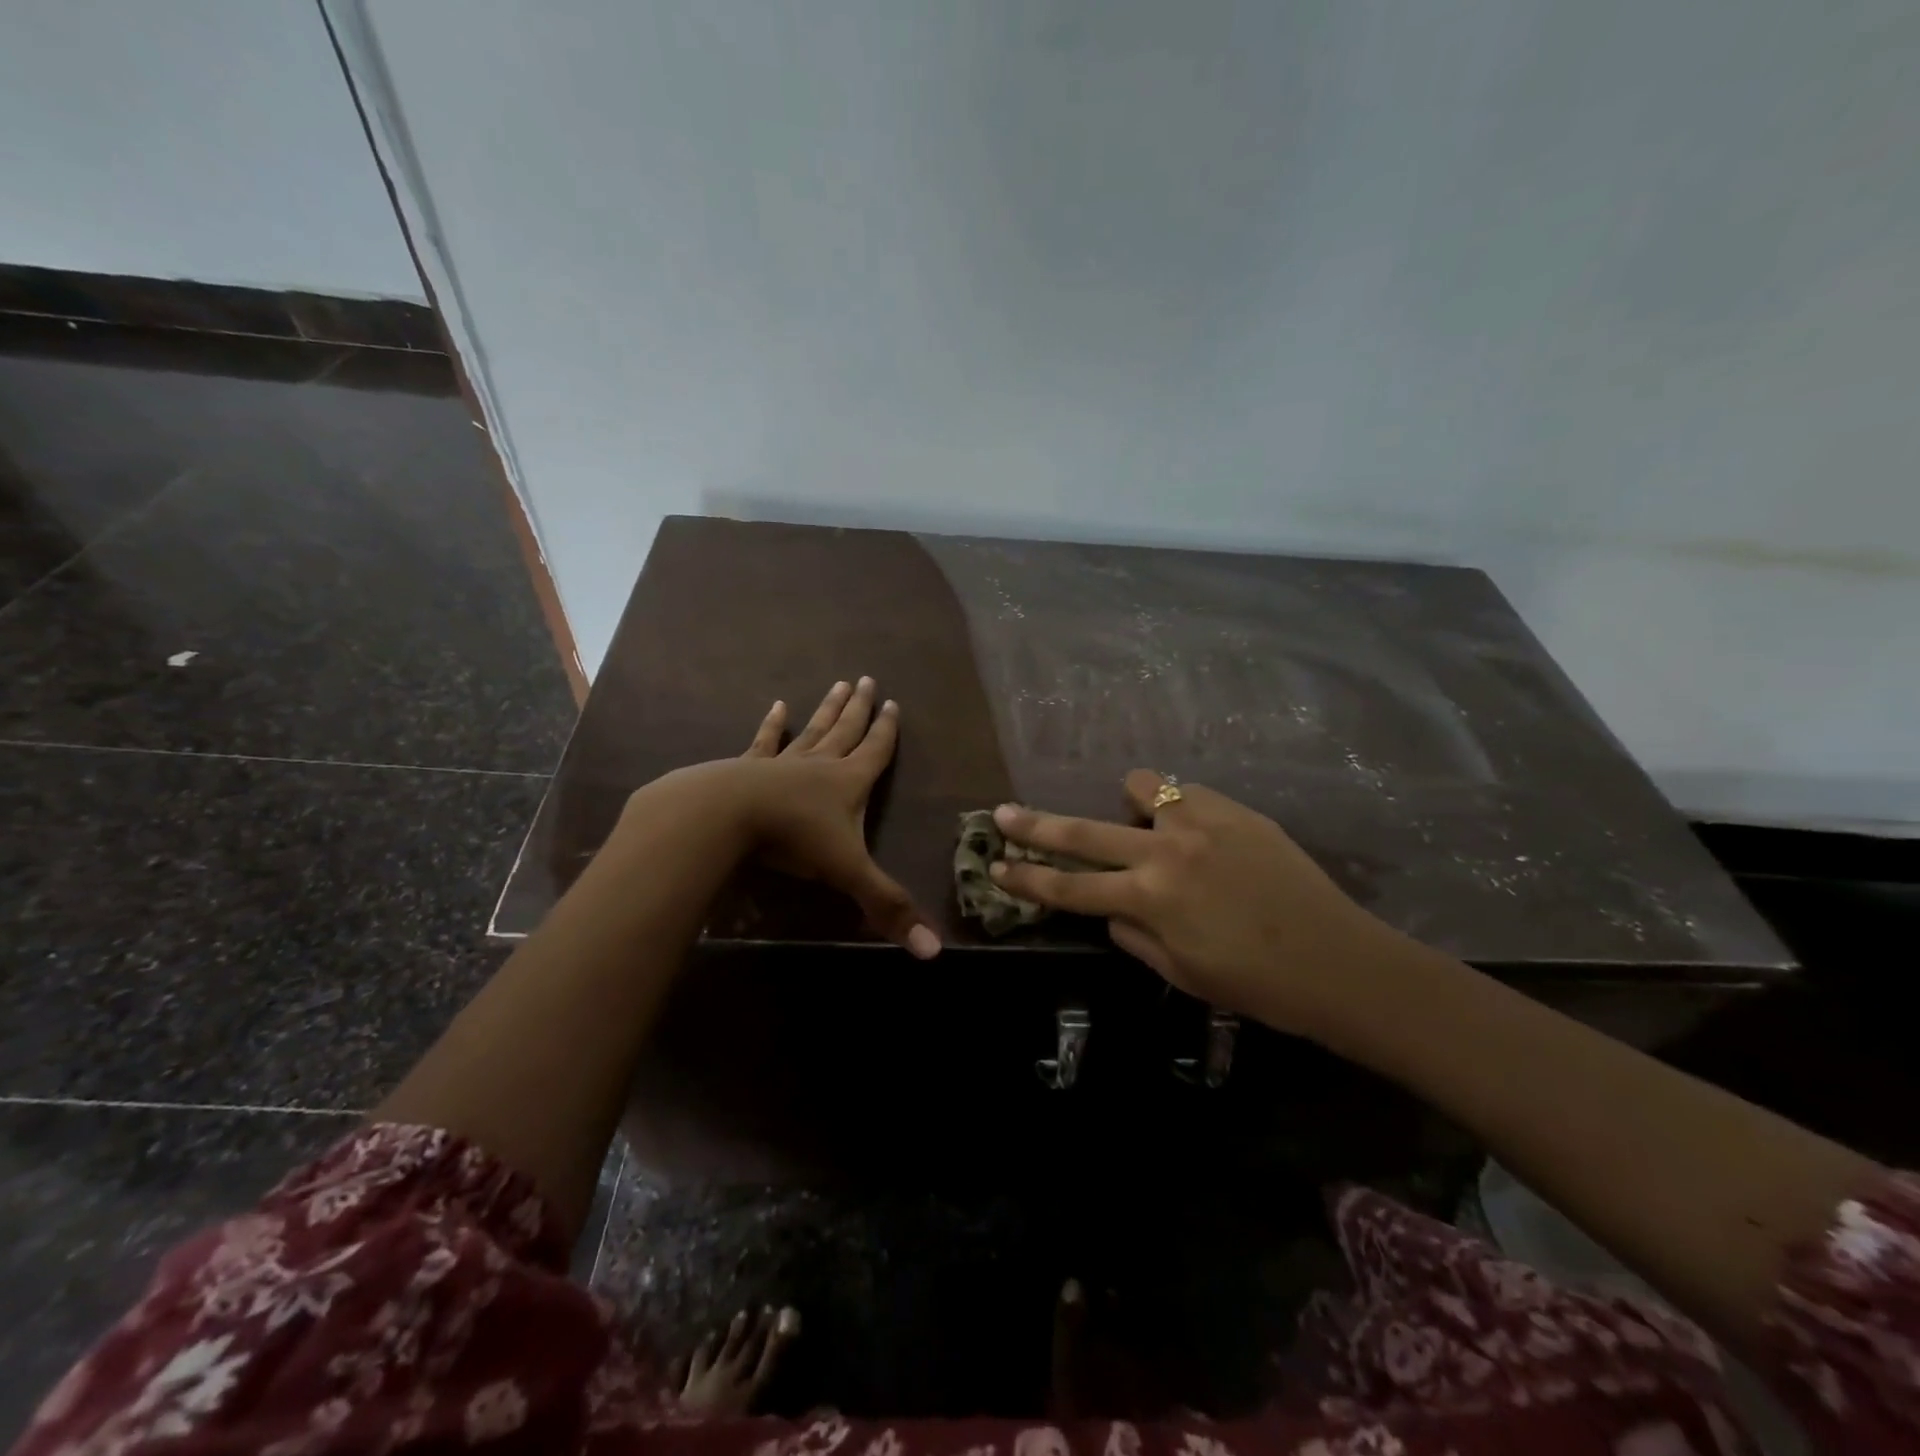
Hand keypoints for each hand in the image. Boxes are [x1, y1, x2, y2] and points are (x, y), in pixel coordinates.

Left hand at [732, 678, 940, 959]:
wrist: (727, 815)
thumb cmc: (793, 838)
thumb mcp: (848, 873)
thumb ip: (886, 907)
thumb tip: (933, 951)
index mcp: (849, 783)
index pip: (876, 752)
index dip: (887, 731)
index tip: (893, 704)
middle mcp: (820, 764)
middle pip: (846, 730)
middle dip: (859, 708)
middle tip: (867, 679)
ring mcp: (783, 762)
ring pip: (812, 730)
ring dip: (827, 709)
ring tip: (837, 683)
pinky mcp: (748, 767)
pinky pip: (764, 742)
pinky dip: (771, 725)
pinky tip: (776, 706)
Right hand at [989, 771, 1422, 1038]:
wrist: (1341, 963)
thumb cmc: (1257, 986)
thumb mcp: (1181, 973)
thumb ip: (1133, 935)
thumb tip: (1112, 908)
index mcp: (1149, 900)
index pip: (1069, 887)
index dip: (1026, 878)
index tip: (995, 865)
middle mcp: (1166, 852)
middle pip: (1083, 831)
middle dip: (1036, 824)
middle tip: (1004, 814)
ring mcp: (1202, 824)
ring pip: (1141, 787)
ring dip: (1127, 803)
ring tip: (1140, 821)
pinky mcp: (1237, 811)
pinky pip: (1189, 793)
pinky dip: (1177, 807)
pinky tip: (1194, 829)